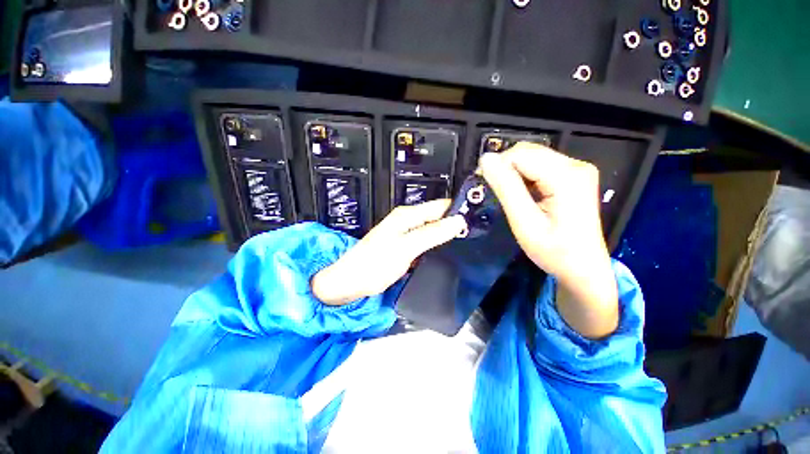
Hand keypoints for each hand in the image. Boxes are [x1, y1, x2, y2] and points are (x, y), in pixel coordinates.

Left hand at [312, 199, 467, 305]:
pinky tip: (446, 250)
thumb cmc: (375, 264)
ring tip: (466, 241)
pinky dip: (436, 243)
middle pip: (437, 216)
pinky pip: (426, 239)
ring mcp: (406, 233)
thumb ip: (432, 234)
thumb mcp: (407, 248)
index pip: (440, 206)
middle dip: (454, 222)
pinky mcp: (405, 244)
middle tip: (474, 233)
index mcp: (407, 215)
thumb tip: (458, 221)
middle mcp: (407, 220)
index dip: (458, 210)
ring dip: (447, 233)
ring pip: (433, 228)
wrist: (351, 281)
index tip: (478, 219)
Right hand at [479, 143, 618, 337]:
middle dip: (504, 167)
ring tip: (506, 195)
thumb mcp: (525, 222)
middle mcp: (575, 165)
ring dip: (513, 172)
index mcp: (567, 176)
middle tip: (492, 191)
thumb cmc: (554, 251)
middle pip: (528, 152)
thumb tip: (486, 159)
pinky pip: (540, 166)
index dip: (497, 165)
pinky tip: (521, 193)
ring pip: (532, 157)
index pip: (521, 155)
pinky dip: (523, 176)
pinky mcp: (573, 176)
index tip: (483, 184)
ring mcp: (576, 170)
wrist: (583, 268)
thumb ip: (506, 189)